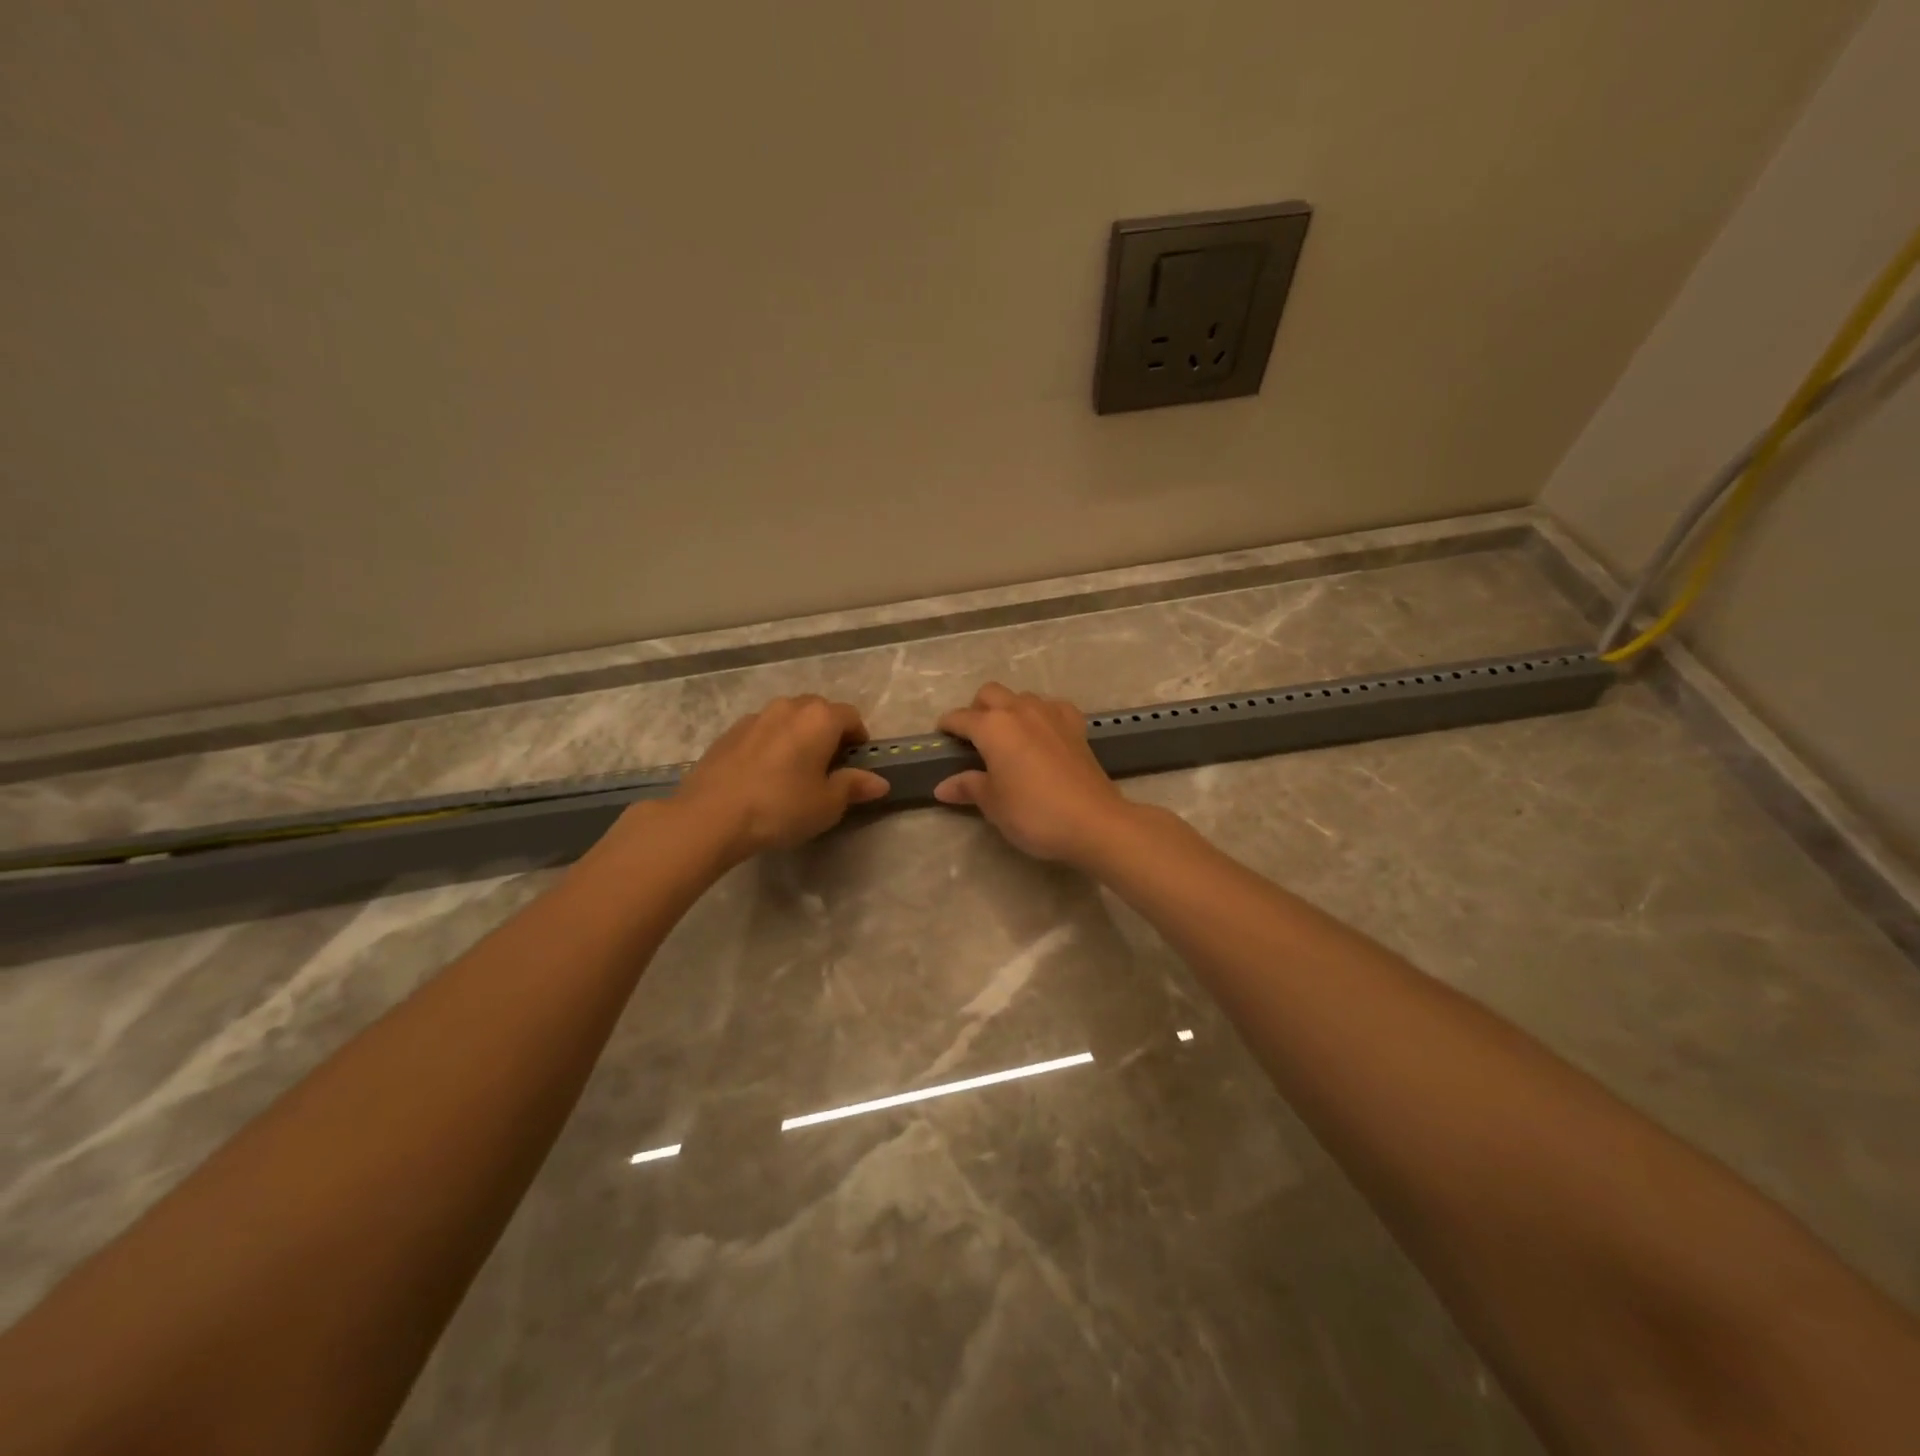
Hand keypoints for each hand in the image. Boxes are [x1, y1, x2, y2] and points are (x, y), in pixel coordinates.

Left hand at [671, 696, 888, 861]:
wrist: (711, 815)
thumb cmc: (781, 807)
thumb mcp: (827, 804)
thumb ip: (854, 786)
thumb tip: (879, 782)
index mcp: (819, 718)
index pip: (850, 716)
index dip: (858, 738)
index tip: (855, 762)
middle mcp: (788, 707)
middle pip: (818, 711)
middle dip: (828, 732)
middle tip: (827, 766)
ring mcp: (754, 717)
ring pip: (787, 718)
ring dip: (797, 735)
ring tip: (793, 769)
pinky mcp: (728, 733)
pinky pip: (761, 731)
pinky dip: (770, 744)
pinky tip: (763, 774)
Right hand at [934, 683, 1131, 863]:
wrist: (1093, 822)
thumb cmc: (1034, 814)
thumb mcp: (993, 804)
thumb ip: (968, 787)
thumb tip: (943, 786)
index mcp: (993, 727)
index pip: (960, 718)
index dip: (947, 727)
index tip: (941, 739)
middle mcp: (1020, 710)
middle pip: (989, 694)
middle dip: (976, 709)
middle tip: (973, 739)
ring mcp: (1051, 714)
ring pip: (1021, 697)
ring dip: (1008, 710)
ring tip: (1007, 738)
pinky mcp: (1075, 725)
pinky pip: (1051, 707)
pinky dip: (1041, 715)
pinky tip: (1042, 735)